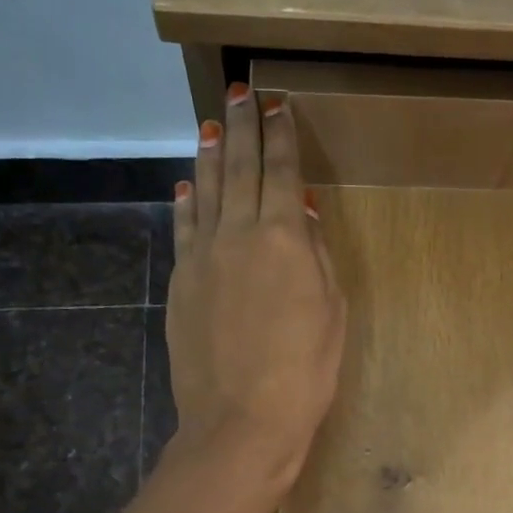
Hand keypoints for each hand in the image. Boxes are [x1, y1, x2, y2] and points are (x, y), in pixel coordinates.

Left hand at [165, 83, 344, 491]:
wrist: (241, 419)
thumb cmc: (305, 370)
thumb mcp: (331, 310)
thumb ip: (315, 254)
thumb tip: (299, 211)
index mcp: (283, 238)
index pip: (281, 171)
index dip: (281, 136)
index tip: (279, 105)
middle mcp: (237, 234)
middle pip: (238, 169)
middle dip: (241, 127)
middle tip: (240, 92)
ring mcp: (202, 256)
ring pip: (205, 191)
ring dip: (209, 155)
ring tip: (211, 125)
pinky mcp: (181, 282)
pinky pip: (184, 228)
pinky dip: (186, 202)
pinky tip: (186, 185)